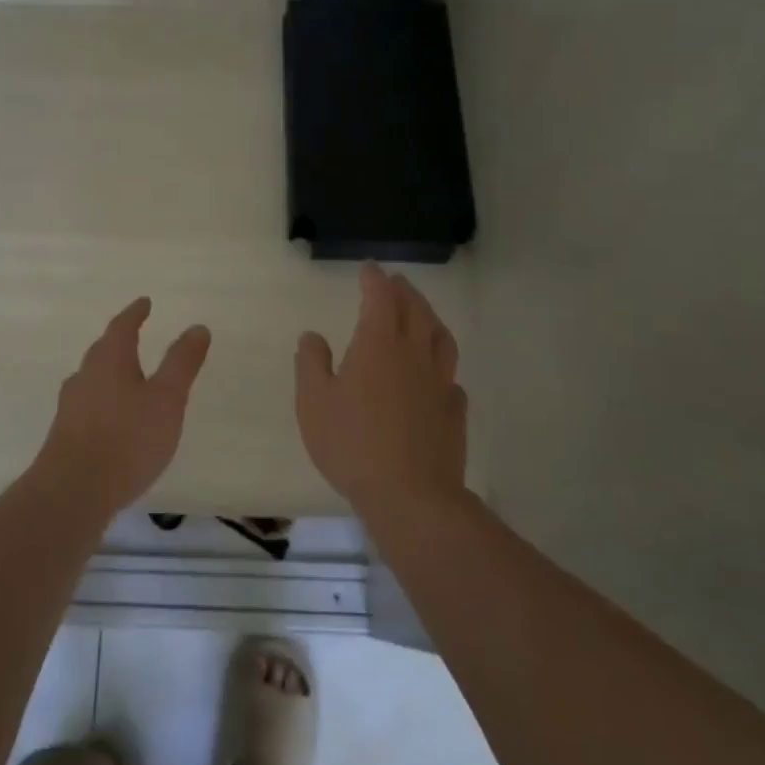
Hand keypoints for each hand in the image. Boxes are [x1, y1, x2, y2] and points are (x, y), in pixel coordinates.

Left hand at [34, 297, 211, 515]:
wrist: (72, 492)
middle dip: (119, 341)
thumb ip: (182, 363)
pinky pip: (87, 406)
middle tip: (134, 334)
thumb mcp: (167, 399)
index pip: (122, 327)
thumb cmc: (127, 439)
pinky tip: (110, 420)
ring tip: (125, 377)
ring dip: (109, 373)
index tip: (144, 302)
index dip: (135, 313)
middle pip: (103, 351)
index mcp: (110, 360)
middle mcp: (85, 376)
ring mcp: (70, 406)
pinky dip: (102, 401)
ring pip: (92, 379)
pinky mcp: (64, 435)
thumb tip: (197, 327)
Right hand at [294, 263, 467, 514]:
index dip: (374, 279)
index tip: (368, 269)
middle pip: (416, 310)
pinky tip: (437, 376)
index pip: (380, 297)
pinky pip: (451, 378)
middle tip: (395, 283)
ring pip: (441, 339)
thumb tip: (313, 336)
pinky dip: (442, 367)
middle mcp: (414, 354)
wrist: (410, 495)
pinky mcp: (454, 412)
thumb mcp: (314, 402)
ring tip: (422, 315)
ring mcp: (439, 383)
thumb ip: (311, 363)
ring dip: (430, 319)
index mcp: (378, 344)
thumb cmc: (352, 443)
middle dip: (404, 291)